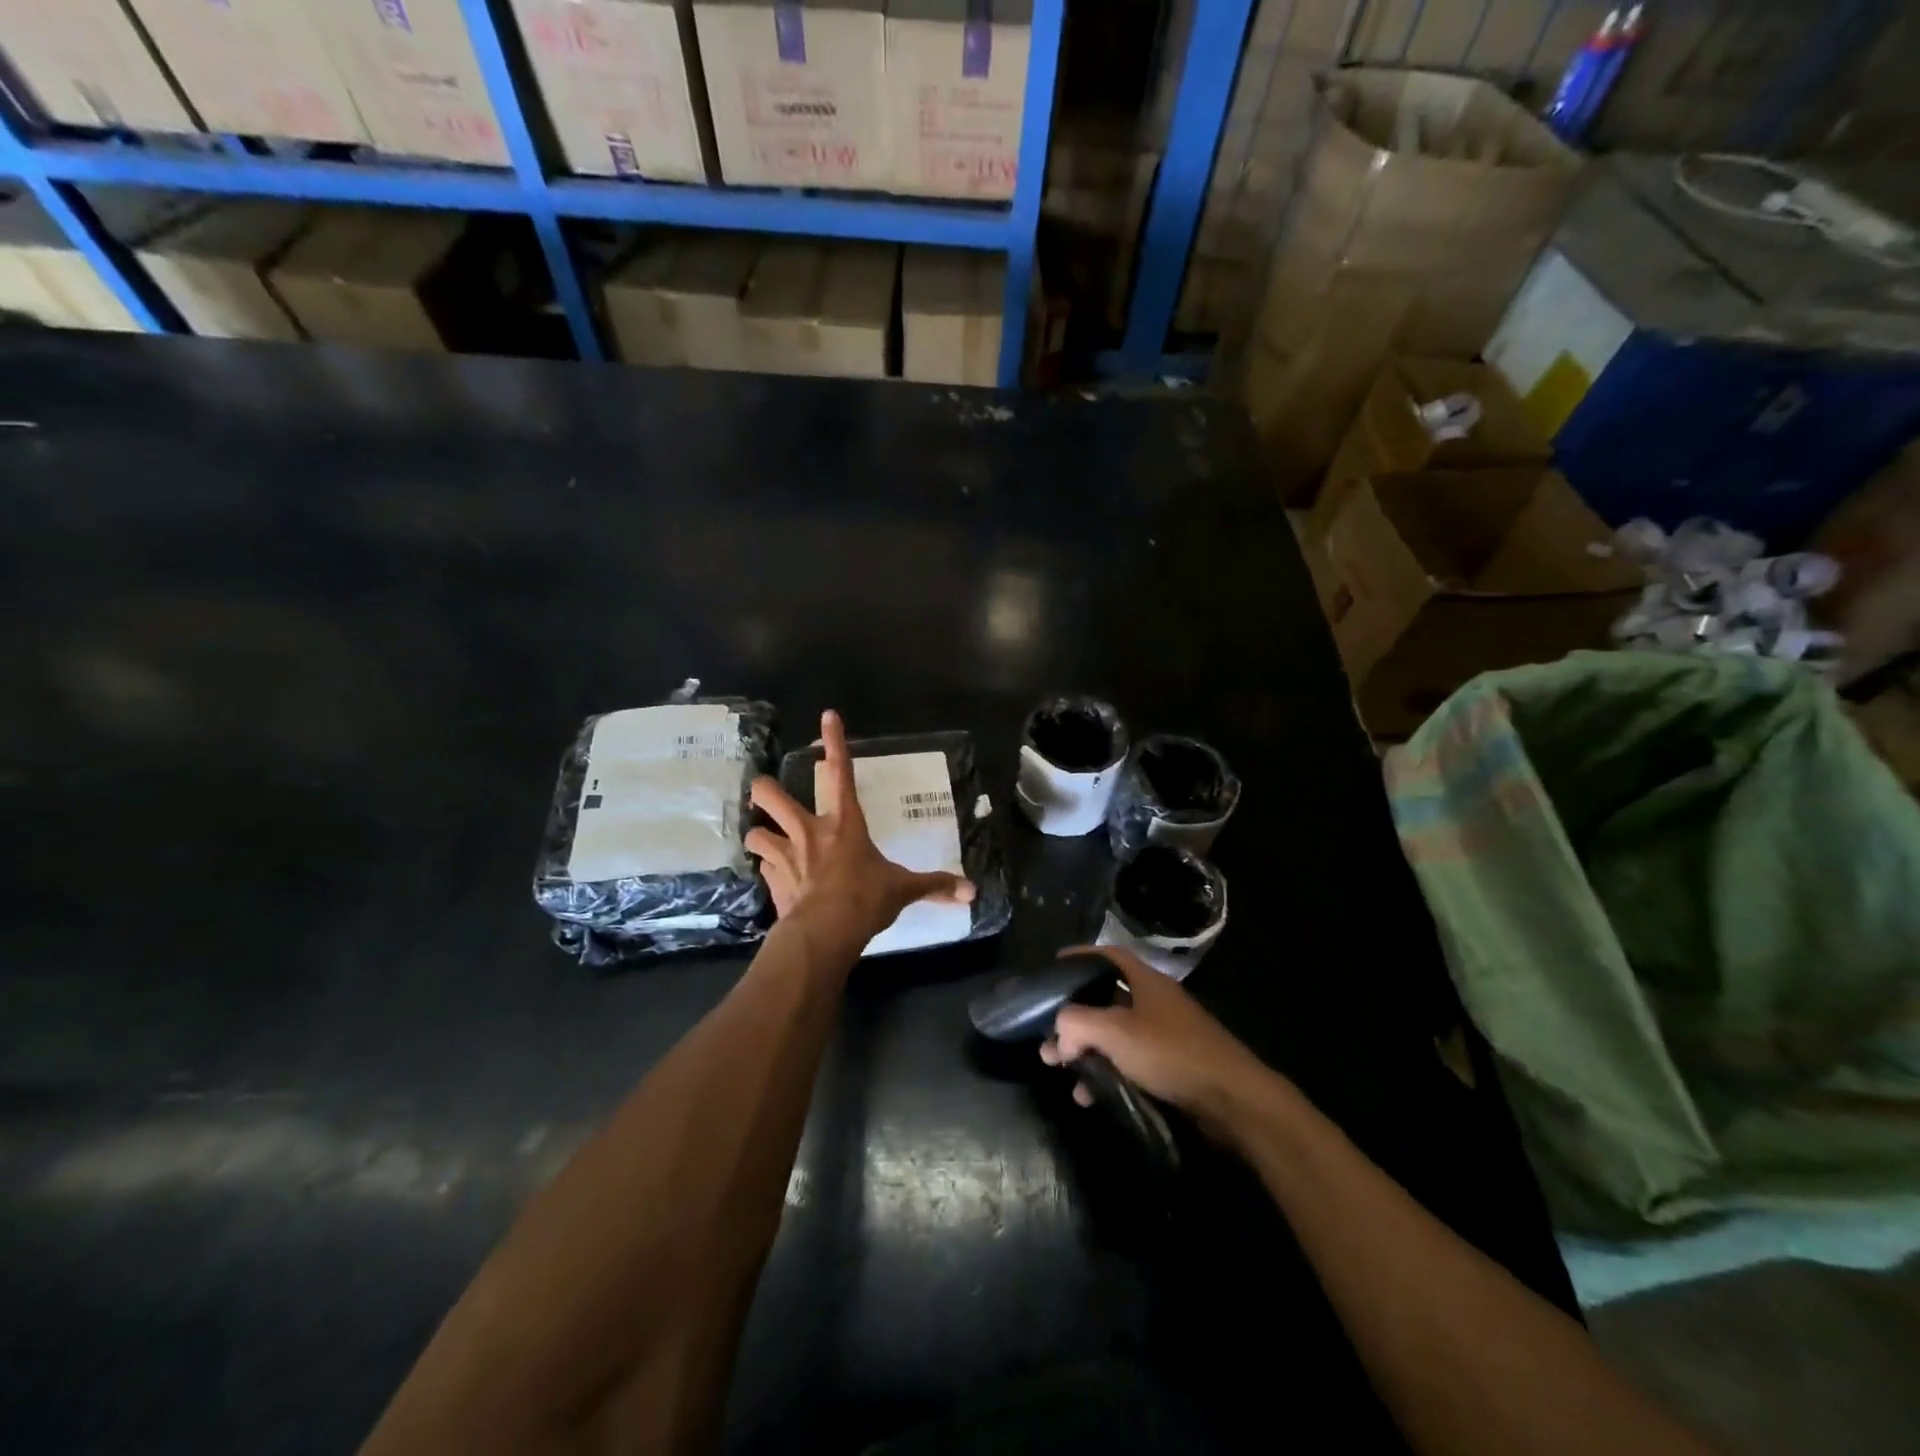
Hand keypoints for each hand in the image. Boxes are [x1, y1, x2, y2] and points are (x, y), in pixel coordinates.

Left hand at [746, 710, 974, 946]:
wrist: (825, 933)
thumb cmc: (864, 899)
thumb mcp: (902, 890)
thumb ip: (934, 886)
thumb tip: (971, 891)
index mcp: (844, 823)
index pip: (840, 773)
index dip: (834, 742)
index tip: (827, 716)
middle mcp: (810, 832)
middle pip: (772, 796)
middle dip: (765, 789)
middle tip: (764, 790)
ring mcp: (786, 856)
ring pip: (756, 833)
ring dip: (760, 834)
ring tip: (764, 838)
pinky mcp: (773, 881)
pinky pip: (763, 868)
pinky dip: (767, 869)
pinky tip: (774, 875)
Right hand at [1041, 944, 1274, 1136]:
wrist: (1232, 1099)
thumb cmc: (1171, 1052)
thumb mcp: (1116, 1032)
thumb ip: (1077, 1024)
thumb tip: (1058, 1033)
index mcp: (1146, 982)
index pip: (1108, 956)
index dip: (1081, 956)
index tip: (1054, 967)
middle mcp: (1155, 1003)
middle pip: (1106, 1001)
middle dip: (1074, 1019)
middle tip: (1047, 1037)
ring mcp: (1165, 1036)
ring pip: (1115, 1037)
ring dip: (1086, 1053)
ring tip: (1062, 1073)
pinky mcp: (1172, 1068)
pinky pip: (1129, 1064)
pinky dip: (1107, 1075)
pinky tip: (1090, 1097)